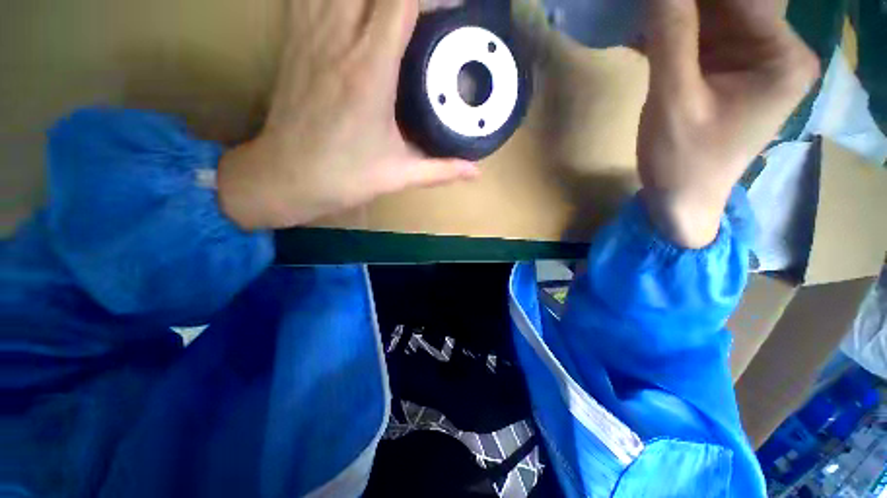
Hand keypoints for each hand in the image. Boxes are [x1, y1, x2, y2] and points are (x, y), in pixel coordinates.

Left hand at [218, 0, 478, 229]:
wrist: (287, 177)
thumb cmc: (344, 178)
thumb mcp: (399, 175)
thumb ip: (441, 170)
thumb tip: (476, 171)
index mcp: (369, 72)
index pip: (402, 2)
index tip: (454, 8)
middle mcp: (338, 41)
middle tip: (428, 12)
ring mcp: (310, 35)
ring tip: (395, 10)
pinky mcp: (294, 41)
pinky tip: (353, 9)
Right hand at [637, 0, 818, 247]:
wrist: (680, 200)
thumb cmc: (682, 162)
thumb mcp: (673, 102)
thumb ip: (671, 39)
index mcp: (781, 58)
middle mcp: (776, 50)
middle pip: (731, 1)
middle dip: (686, 0)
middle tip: (648, 2)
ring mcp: (751, 58)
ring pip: (712, 14)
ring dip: (675, 11)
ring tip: (642, 12)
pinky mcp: (727, 69)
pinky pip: (699, 36)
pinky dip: (671, 31)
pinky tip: (644, 30)